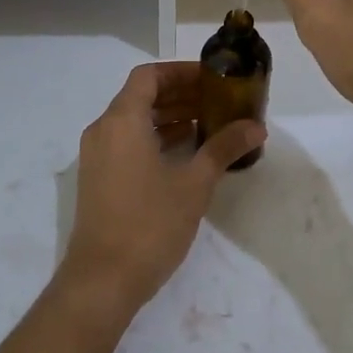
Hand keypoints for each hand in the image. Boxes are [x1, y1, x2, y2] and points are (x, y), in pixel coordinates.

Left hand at [58, 62, 264, 320]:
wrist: (102, 280)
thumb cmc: (150, 223)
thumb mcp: (194, 184)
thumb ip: (224, 148)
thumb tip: (256, 127)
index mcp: (122, 120)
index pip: (149, 76)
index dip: (180, 72)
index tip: (212, 79)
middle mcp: (103, 130)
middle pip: (141, 96)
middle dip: (179, 94)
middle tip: (217, 101)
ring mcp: (96, 156)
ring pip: (134, 120)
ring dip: (168, 117)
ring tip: (207, 124)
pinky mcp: (98, 178)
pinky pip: (127, 142)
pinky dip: (154, 137)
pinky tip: (185, 153)